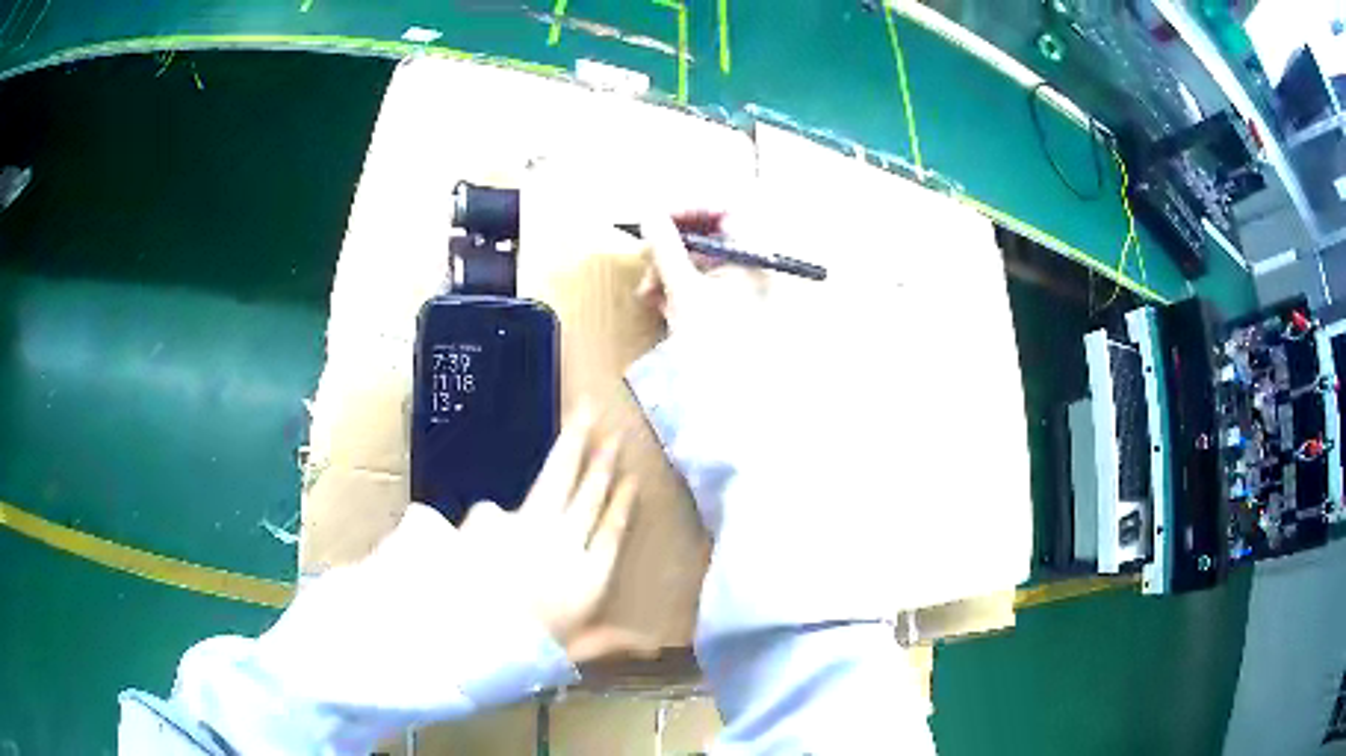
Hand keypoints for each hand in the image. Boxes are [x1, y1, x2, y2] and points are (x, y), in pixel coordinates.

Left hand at [458, 404, 649, 662]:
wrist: (462, 636)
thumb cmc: (521, 653)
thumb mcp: (571, 653)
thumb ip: (608, 642)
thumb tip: (653, 646)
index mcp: (587, 578)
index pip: (612, 531)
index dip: (621, 503)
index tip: (632, 477)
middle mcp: (564, 544)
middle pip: (589, 495)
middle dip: (602, 460)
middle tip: (614, 431)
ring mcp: (528, 525)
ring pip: (558, 478)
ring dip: (572, 446)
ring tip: (583, 415)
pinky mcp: (492, 517)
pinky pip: (495, 512)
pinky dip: (494, 518)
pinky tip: (488, 526)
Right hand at [635, 209, 769, 334]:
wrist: (726, 393)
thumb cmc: (713, 342)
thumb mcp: (683, 290)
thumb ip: (665, 248)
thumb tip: (649, 213)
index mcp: (751, 258)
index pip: (725, 211)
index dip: (689, 209)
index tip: (657, 218)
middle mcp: (749, 267)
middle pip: (708, 235)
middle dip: (671, 244)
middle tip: (645, 255)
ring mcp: (737, 288)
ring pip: (697, 259)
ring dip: (666, 268)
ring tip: (646, 290)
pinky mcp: (723, 308)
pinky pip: (697, 282)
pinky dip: (673, 285)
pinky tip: (654, 301)